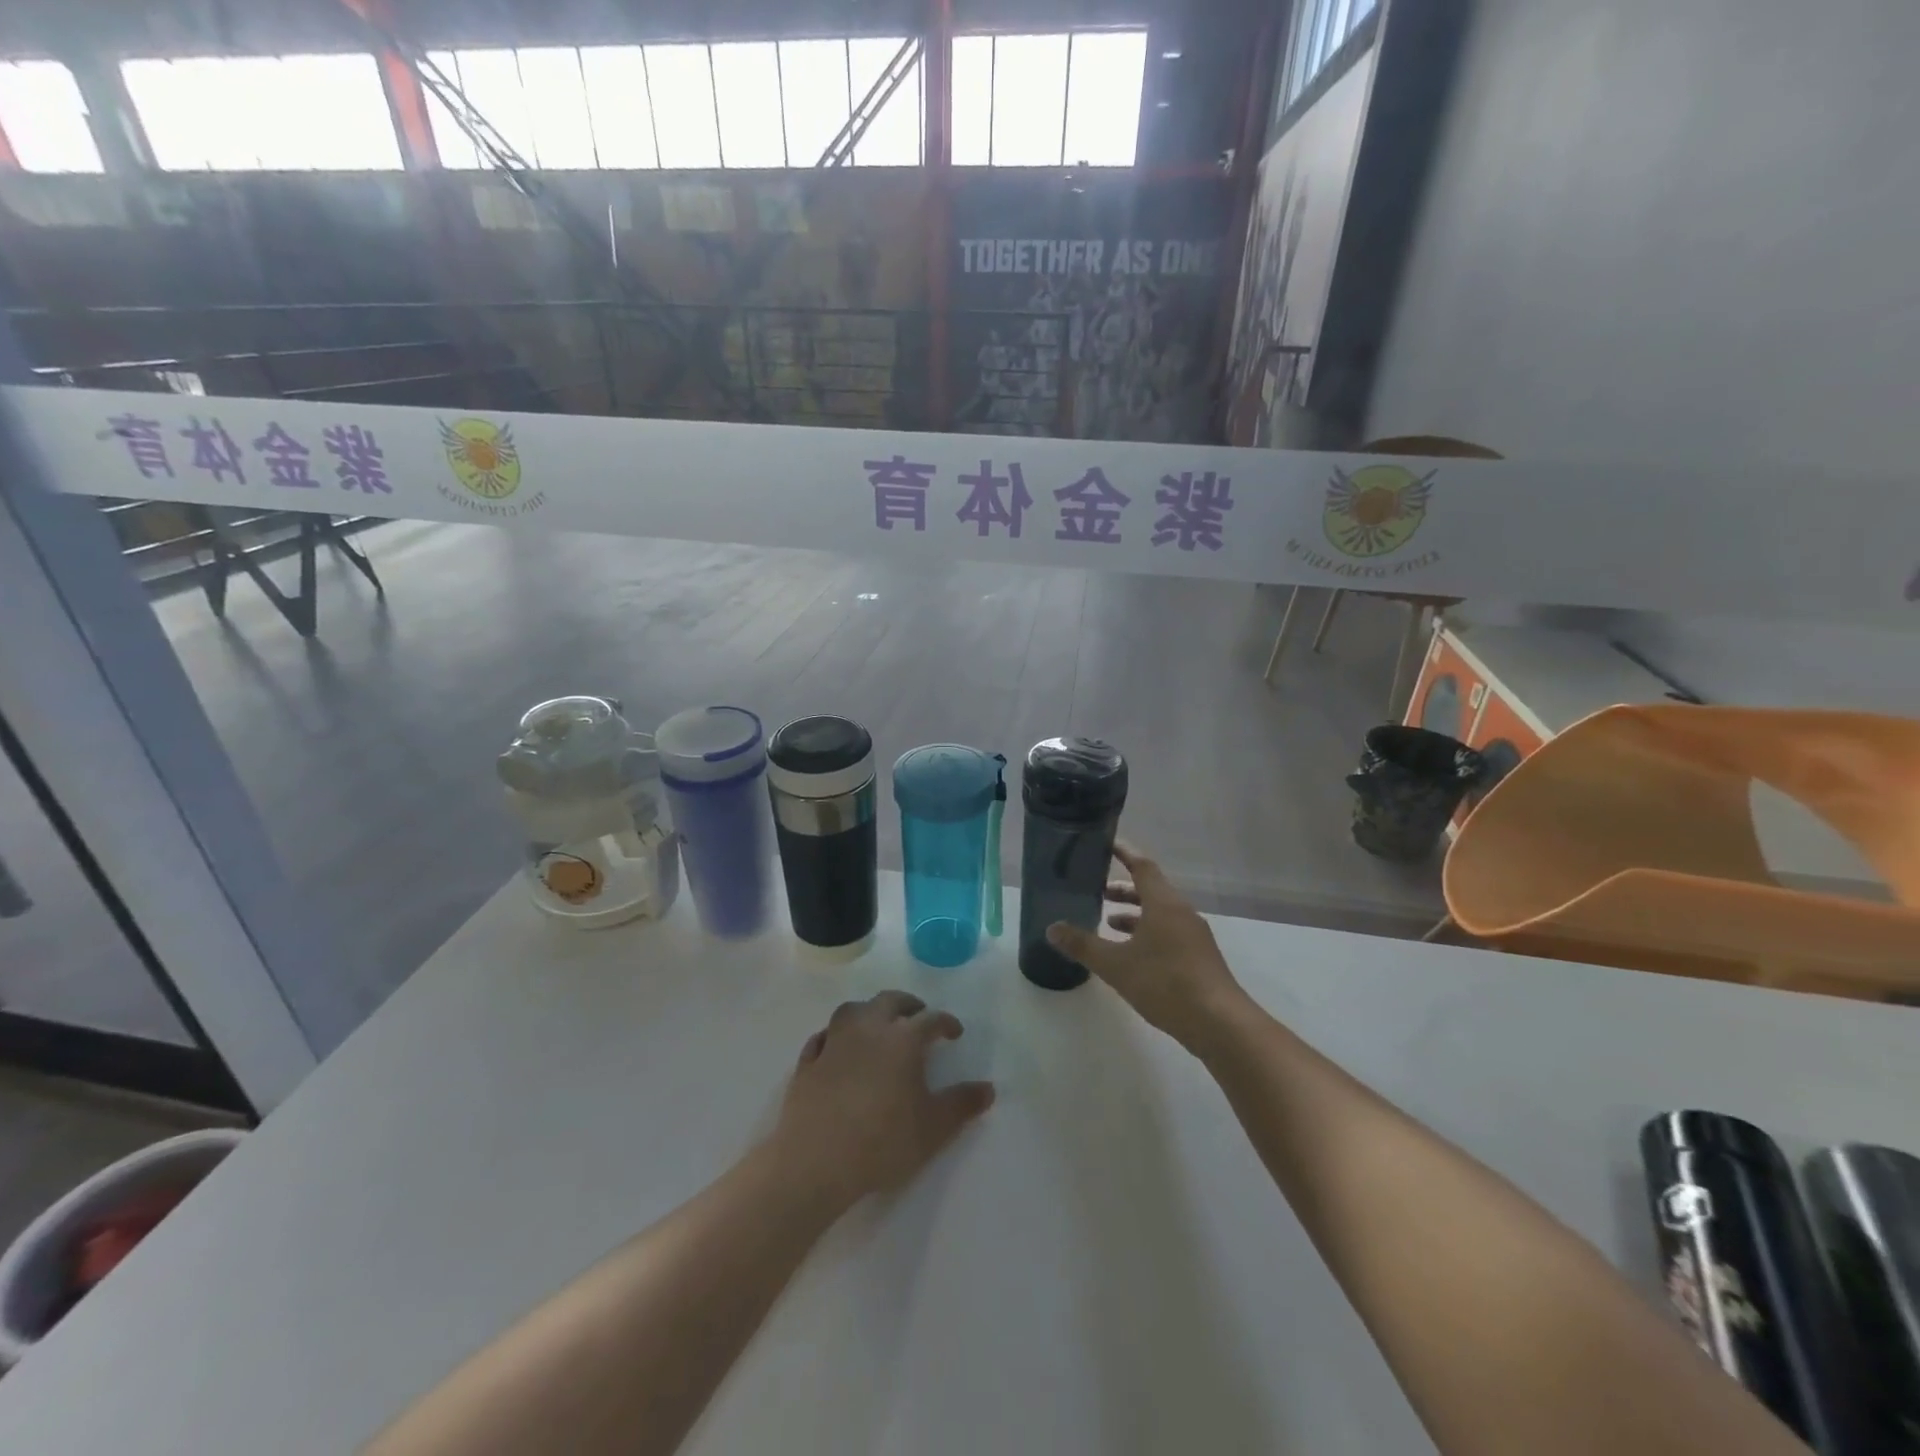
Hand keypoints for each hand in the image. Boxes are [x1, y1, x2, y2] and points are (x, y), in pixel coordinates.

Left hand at [773, 991, 994, 1209]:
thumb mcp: (934, 1128)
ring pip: (853, 1010)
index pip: (930, 1020)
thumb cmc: (883, 1141)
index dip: (945, 1023)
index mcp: (902, 1039)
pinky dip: (835, 1036)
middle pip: (889, 1001)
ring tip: (878, 1026)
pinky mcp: (808, 1061)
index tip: (954, 1032)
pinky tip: (837, 1047)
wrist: (816, 1160)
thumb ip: (962, 1104)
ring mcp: (834, 1041)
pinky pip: (823, 1036)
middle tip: (918, 1015)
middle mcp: (868, 1028)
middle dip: (908, 1005)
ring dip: (869, 1012)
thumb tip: (988, 1088)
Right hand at [1046, 842, 1252, 1053]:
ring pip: (1160, 913)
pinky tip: (1132, 955)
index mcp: (1164, 904)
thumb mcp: (1116, 965)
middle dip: (1123, 889)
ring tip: (1108, 924)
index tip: (1105, 844)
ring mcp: (1194, 935)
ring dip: (1135, 914)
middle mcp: (1181, 912)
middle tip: (1097, 892)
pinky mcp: (1199, 957)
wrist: (1220, 1024)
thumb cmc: (1165, 983)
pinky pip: (1169, 932)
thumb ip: (1083, 945)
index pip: (1142, 866)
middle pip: (1151, 889)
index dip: (1123, 853)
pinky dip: (1147, 932)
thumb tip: (1052, 928)